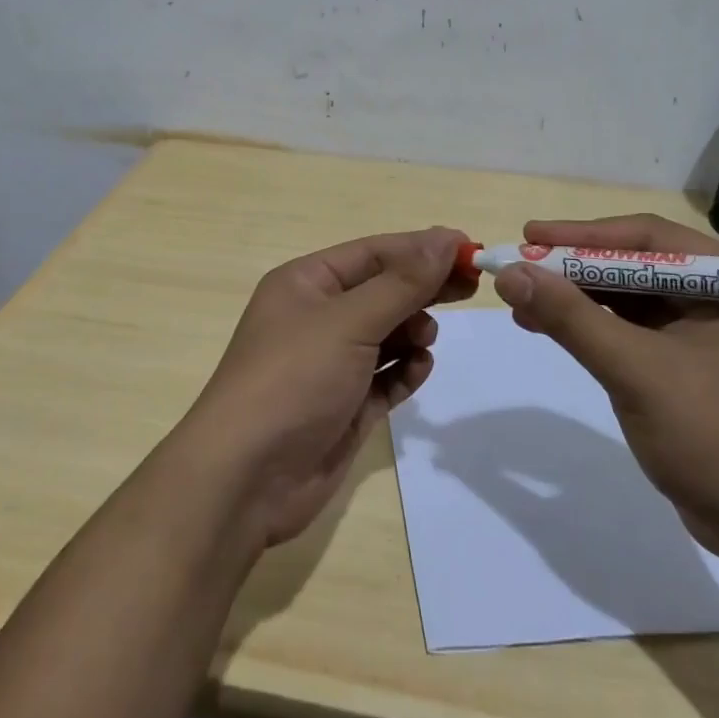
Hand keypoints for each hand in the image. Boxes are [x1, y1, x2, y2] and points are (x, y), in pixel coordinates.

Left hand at [182, 227, 475, 546]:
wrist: (247, 478)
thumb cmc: (294, 379)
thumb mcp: (348, 321)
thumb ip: (401, 283)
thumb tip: (443, 239)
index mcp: (306, 283)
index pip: (373, 253)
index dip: (421, 248)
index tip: (469, 249)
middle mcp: (317, 317)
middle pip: (383, 291)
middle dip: (423, 289)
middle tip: (471, 289)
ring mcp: (331, 364)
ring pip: (387, 334)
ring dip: (412, 332)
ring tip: (424, 340)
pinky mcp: (344, 405)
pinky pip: (386, 377)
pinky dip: (404, 371)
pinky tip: (415, 371)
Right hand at [491, 214, 718, 560]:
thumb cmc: (713, 438)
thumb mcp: (635, 371)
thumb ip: (571, 318)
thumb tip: (510, 274)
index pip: (648, 238)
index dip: (583, 234)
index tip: (530, 236)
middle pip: (635, 264)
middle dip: (575, 266)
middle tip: (521, 266)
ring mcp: (705, 333)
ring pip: (629, 297)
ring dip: (576, 297)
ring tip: (523, 300)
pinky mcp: (688, 366)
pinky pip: (631, 330)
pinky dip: (590, 326)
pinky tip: (551, 328)